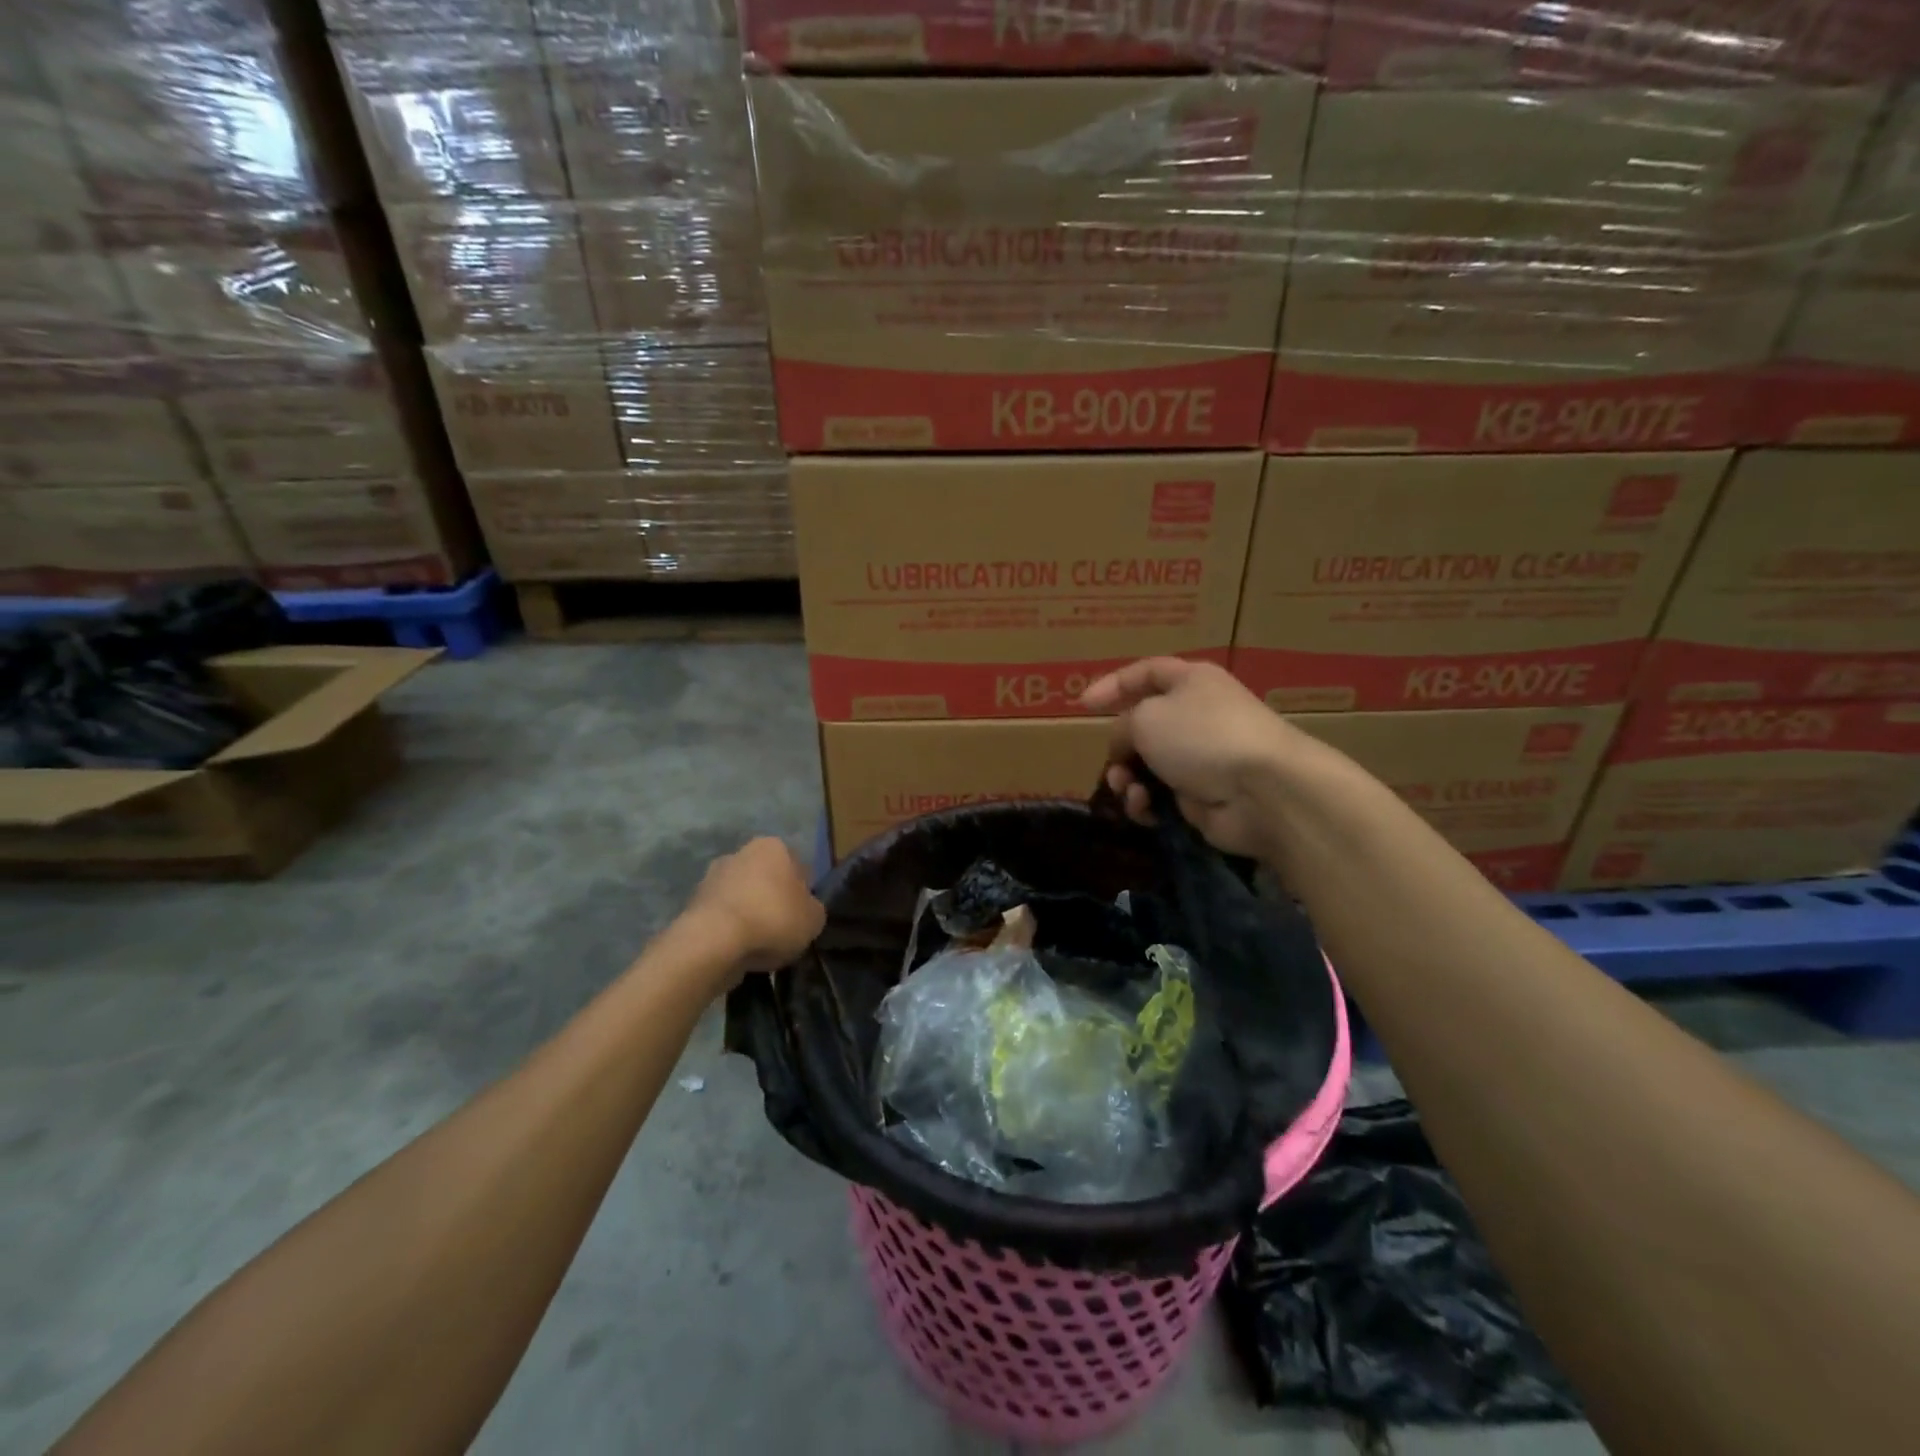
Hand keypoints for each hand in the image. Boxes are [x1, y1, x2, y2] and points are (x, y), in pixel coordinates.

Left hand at [684, 838, 825, 975]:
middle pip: (766, 878)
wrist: (713, 943)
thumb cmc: (772, 919)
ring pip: (742, 896)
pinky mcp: (693, 902)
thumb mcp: (814, 918)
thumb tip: (805, 909)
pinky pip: (722, 915)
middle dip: (773, 899)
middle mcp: (740, 852)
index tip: (803, 915)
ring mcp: (712, 876)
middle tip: (782, 930)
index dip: (803, 892)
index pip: (797, 866)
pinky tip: (737, 949)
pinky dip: (730, 928)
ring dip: (750, 913)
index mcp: (773, 846)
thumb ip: (813, 908)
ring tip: (759, 944)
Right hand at [1081, 658, 1304, 859]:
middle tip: (1113, 763)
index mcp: (1191, 682)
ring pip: (1147, 765)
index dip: (1114, 684)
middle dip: (1120, 747)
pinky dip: (1146, 803)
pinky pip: (1160, 797)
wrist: (1261, 791)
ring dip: (1127, 779)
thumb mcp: (1146, 717)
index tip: (1083, 705)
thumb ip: (1122, 725)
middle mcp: (1197, 716)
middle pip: (1143, 726)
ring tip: (1128, 789)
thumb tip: (1124, 745)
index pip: (1146, 672)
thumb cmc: (1201, 737)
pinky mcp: (1202, 796)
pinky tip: (1146, 808)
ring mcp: (1201, 758)